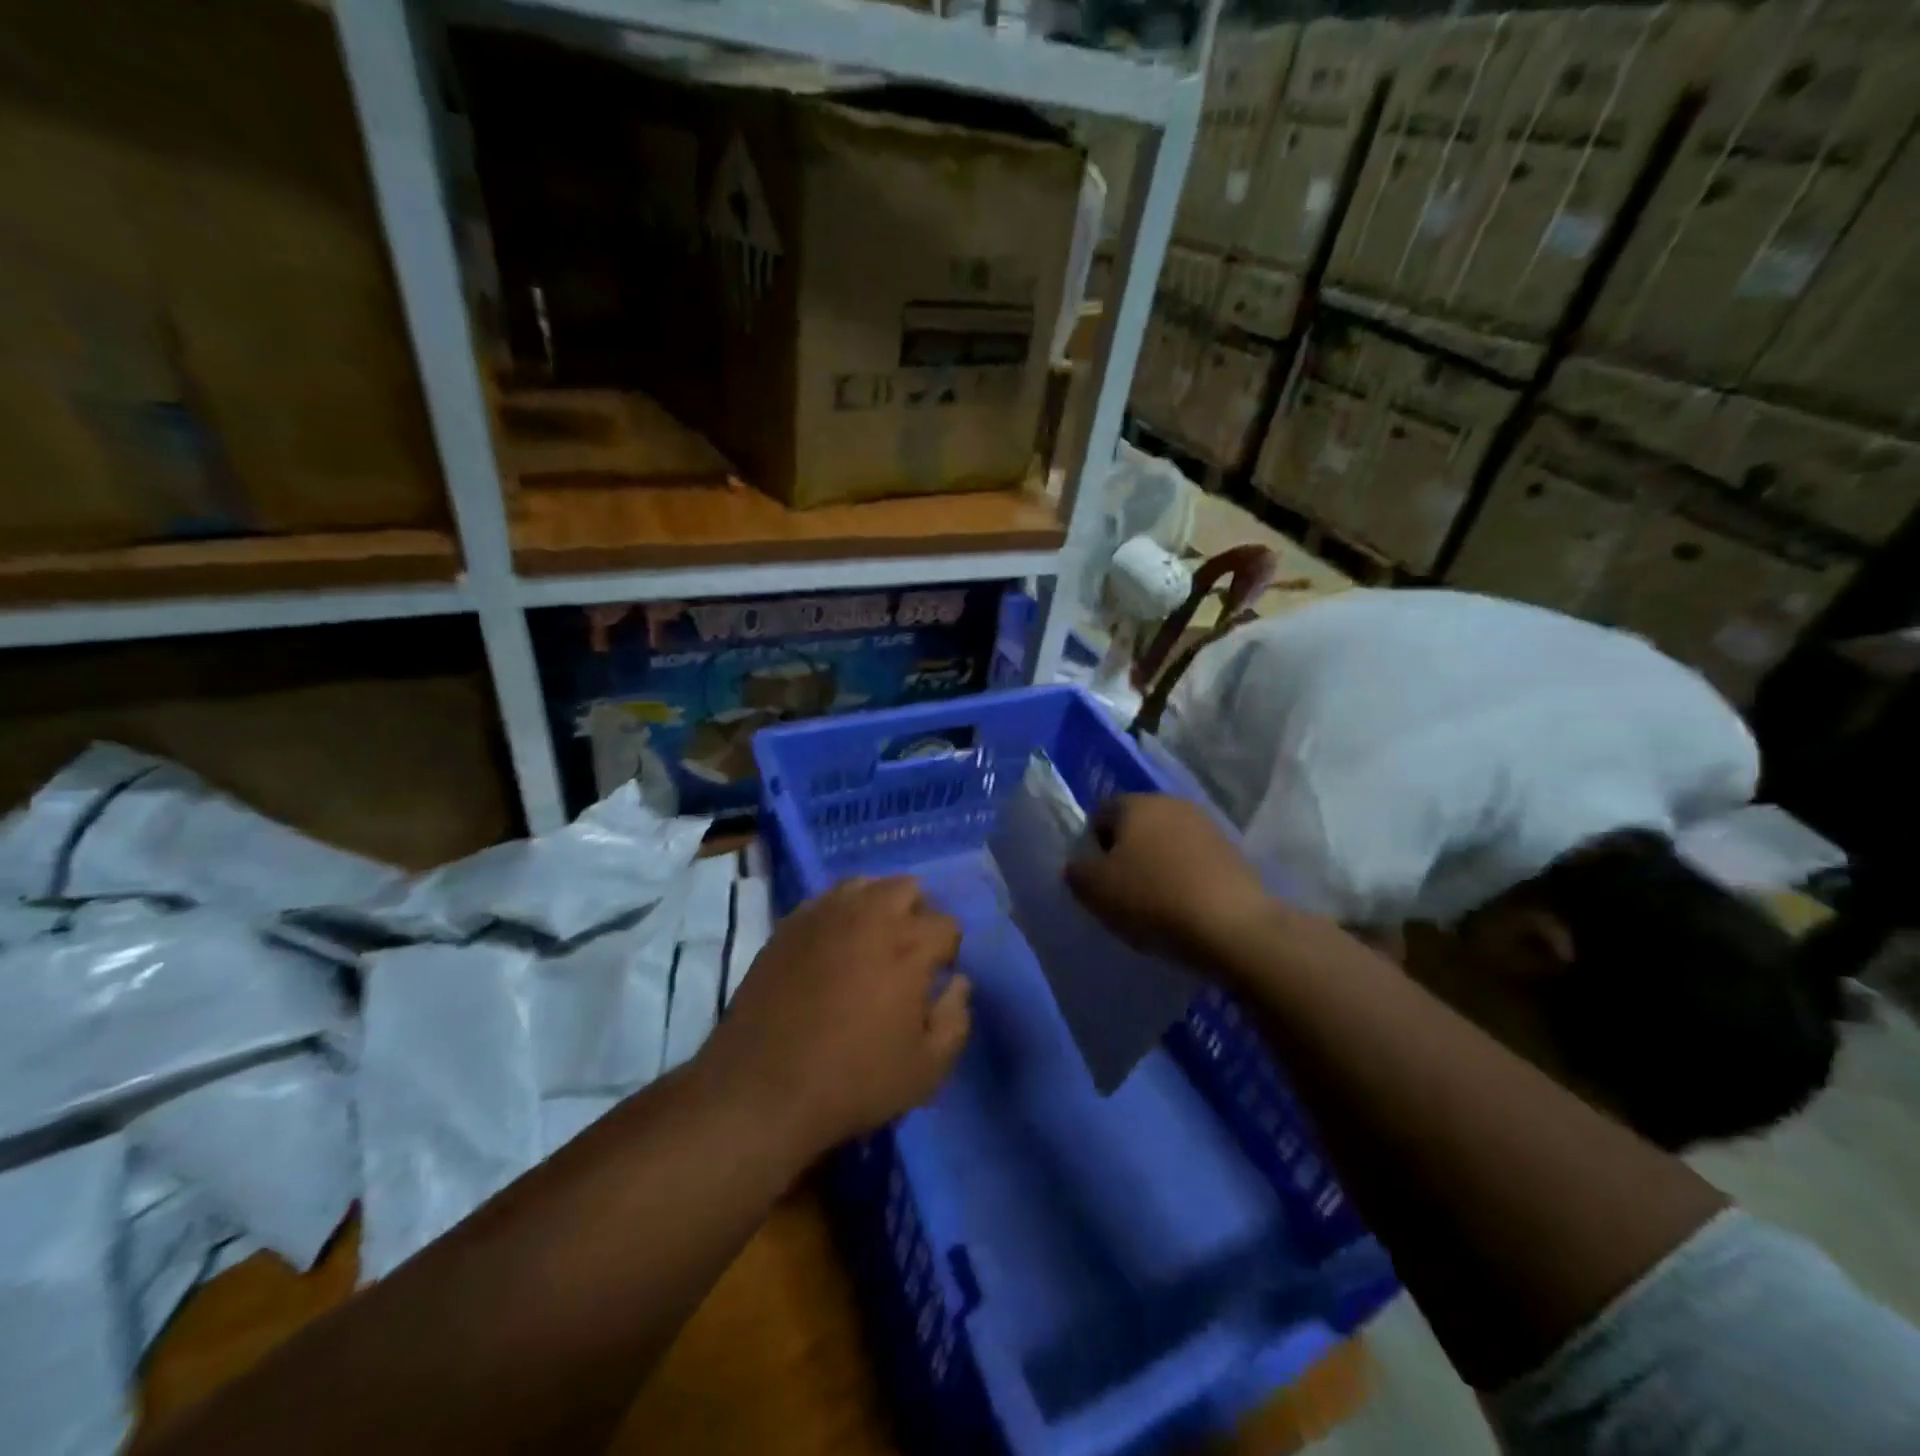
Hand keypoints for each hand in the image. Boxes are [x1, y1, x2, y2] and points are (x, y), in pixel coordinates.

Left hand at [703, 876, 970, 1154]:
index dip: (948, 951)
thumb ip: (955, 1019)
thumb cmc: (854, 1081)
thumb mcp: (927, 1068)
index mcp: (909, 946)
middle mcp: (869, 916)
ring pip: (864, 884)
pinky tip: (834, 944)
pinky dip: (840, 912)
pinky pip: (825, 900)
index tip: (937, 977)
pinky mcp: (789, 926)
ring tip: (871, 940)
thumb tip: (958, 983)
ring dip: (878, 904)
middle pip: (907, 887)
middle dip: (917, 913)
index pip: (947, 924)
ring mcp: (824, 915)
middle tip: (908, 952)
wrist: (763, 1090)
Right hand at [1066, 794, 1272, 973]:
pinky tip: (1184, 909)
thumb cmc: (1153, 900)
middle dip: (1125, 854)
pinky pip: (1193, 862)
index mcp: (1135, 803)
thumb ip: (1077, 872)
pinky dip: (1184, 879)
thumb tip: (1079, 865)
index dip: (1091, 847)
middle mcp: (1171, 803)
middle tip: (1121, 893)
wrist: (1233, 928)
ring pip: (1166, 844)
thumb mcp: (1095, 890)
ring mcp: (1207, 826)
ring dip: (1157, 866)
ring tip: (1154, 905)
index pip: (1099, 815)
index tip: (1095, 881)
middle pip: (1135, 827)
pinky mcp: (1233, 853)